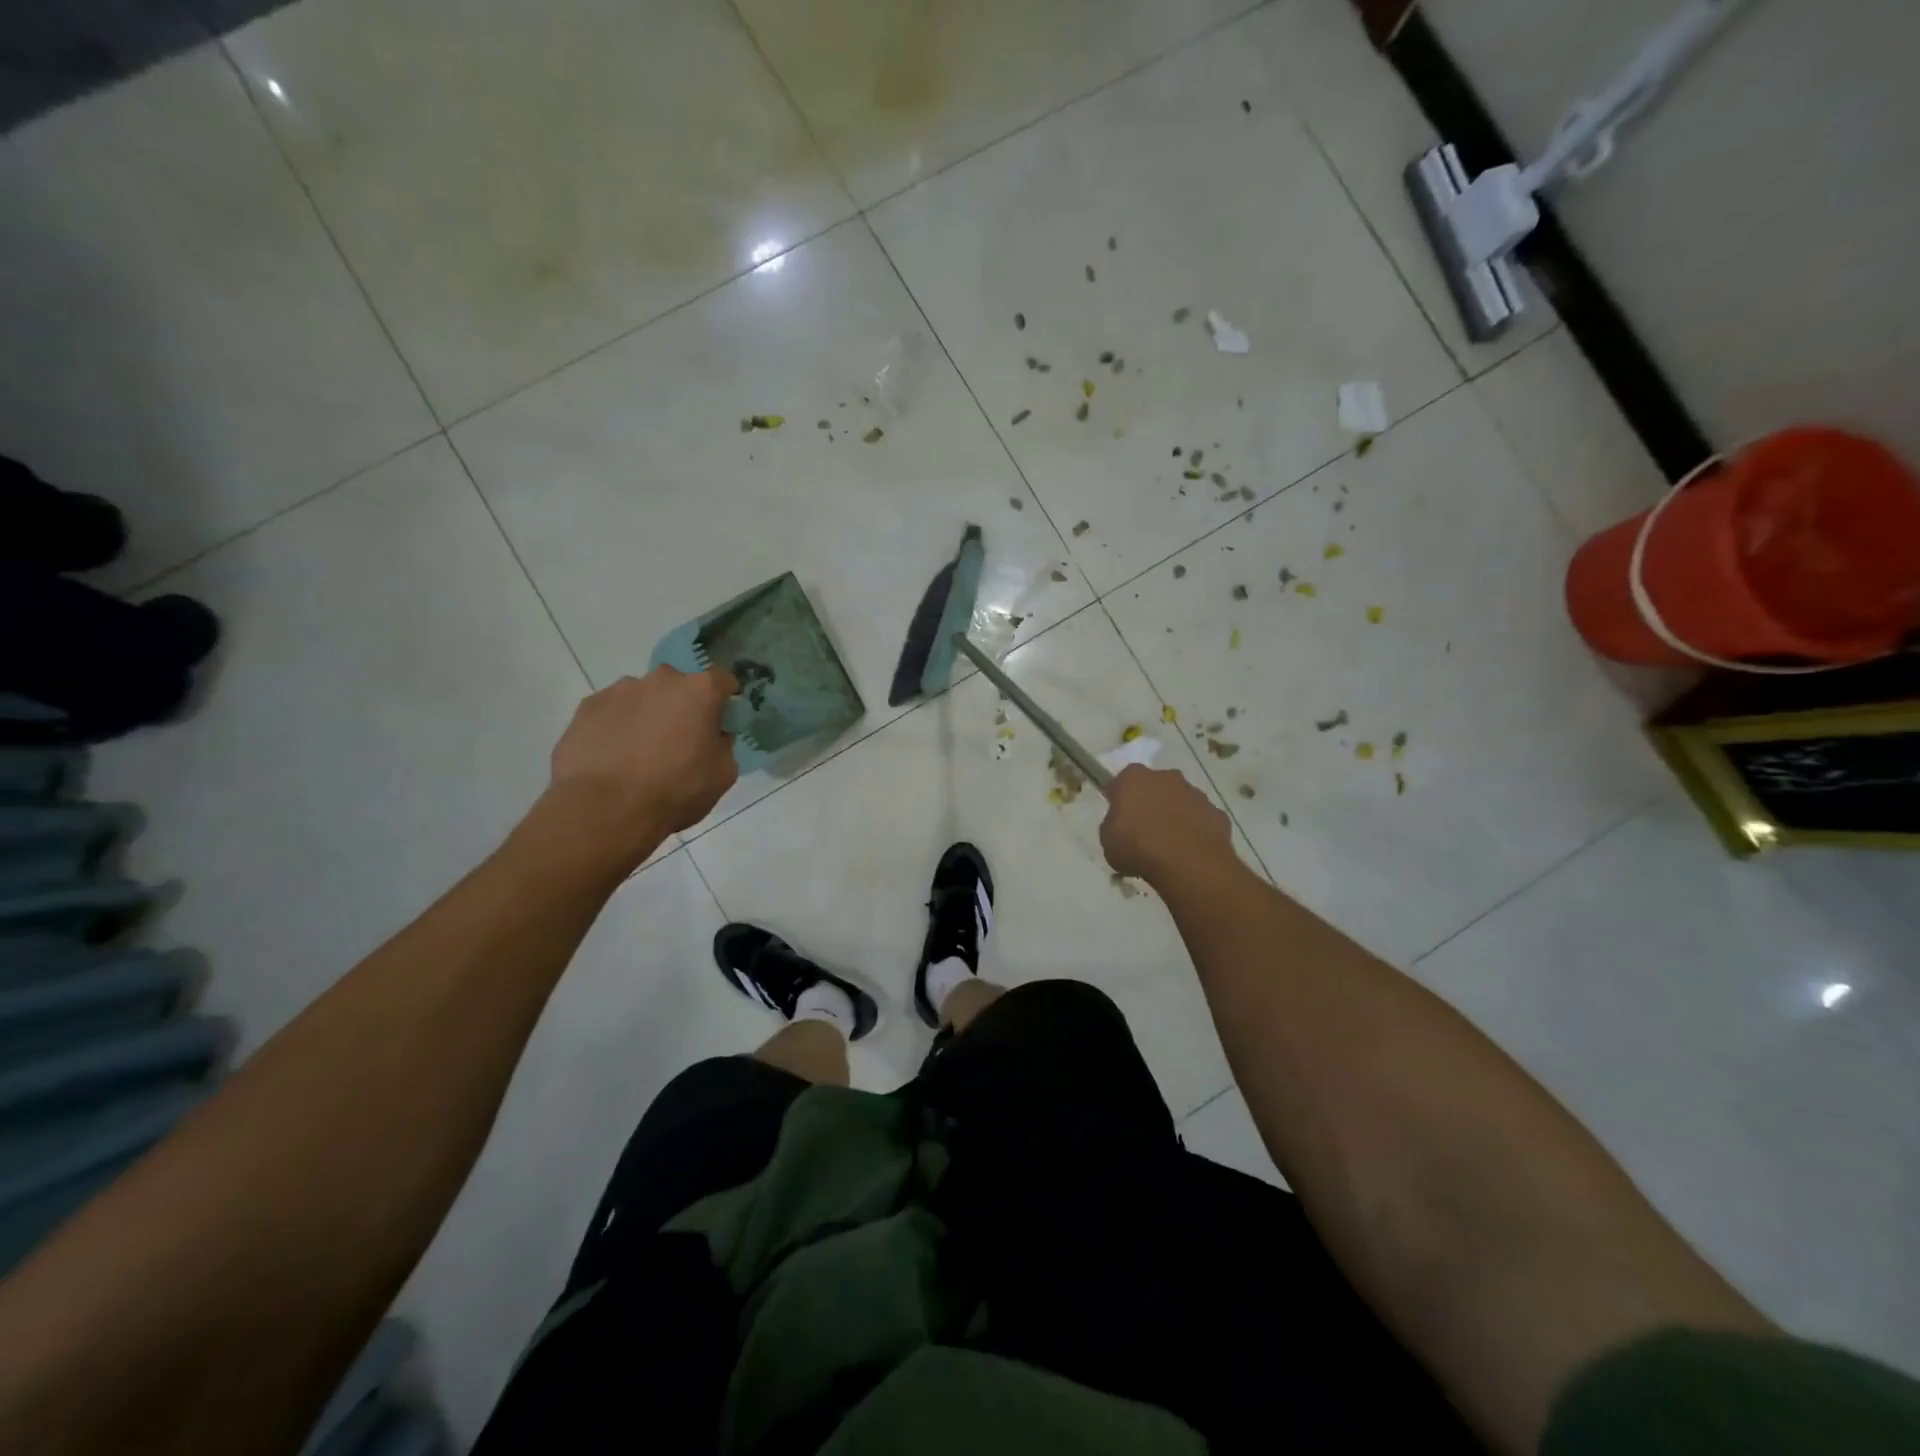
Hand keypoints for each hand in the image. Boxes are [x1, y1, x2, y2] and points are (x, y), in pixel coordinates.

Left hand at [549, 667, 738, 847]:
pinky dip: (616, 727)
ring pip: (642, 697)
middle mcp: (661, 679)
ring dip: (647, 716)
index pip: (722, 680)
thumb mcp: (723, 774)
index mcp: (700, 691)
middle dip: (681, 707)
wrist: (605, 809)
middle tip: (678, 742)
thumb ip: (723, 745)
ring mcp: (620, 690)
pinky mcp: (587, 706)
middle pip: (679, 686)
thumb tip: (713, 737)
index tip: (719, 723)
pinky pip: (611, 712)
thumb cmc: (676, 790)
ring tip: (638, 754)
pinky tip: (612, 757)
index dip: (723, 702)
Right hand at [1099, 765, 1233, 884]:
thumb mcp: (1108, 840)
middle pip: (1154, 786)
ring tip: (1169, 845)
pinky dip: (1195, 831)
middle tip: (1144, 830)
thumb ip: (1113, 825)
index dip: (1119, 799)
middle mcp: (1166, 777)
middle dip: (1150, 803)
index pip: (1121, 782)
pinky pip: (1200, 819)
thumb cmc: (1138, 848)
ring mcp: (1195, 794)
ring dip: (1174, 816)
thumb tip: (1123, 825)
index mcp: (1134, 778)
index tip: (1118, 817)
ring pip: (1180, 801)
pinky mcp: (1216, 813)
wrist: (1188, 864)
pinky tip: (1189, 851)